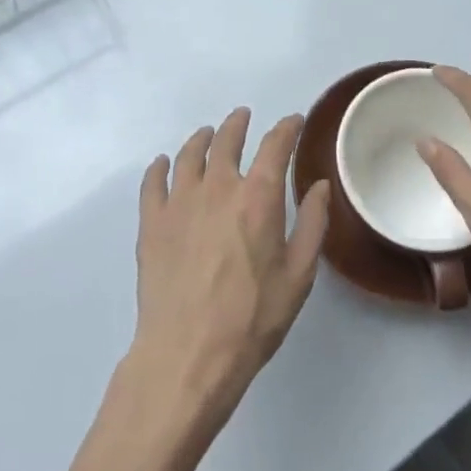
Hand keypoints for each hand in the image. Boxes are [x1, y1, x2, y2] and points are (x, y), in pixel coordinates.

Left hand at [129, 109, 330, 426]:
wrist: (188, 353)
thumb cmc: (252, 318)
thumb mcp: (298, 275)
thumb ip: (312, 224)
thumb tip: (319, 185)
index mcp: (258, 197)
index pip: (275, 146)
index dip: (286, 128)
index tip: (293, 121)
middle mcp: (218, 187)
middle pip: (226, 141)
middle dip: (238, 125)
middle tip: (242, 117)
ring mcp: (179, 202)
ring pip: (189, 155)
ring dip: (200, 139)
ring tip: (207, 134)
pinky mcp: (151, 222)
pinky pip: (153, 182)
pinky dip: (159, 167)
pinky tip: (163, 164)